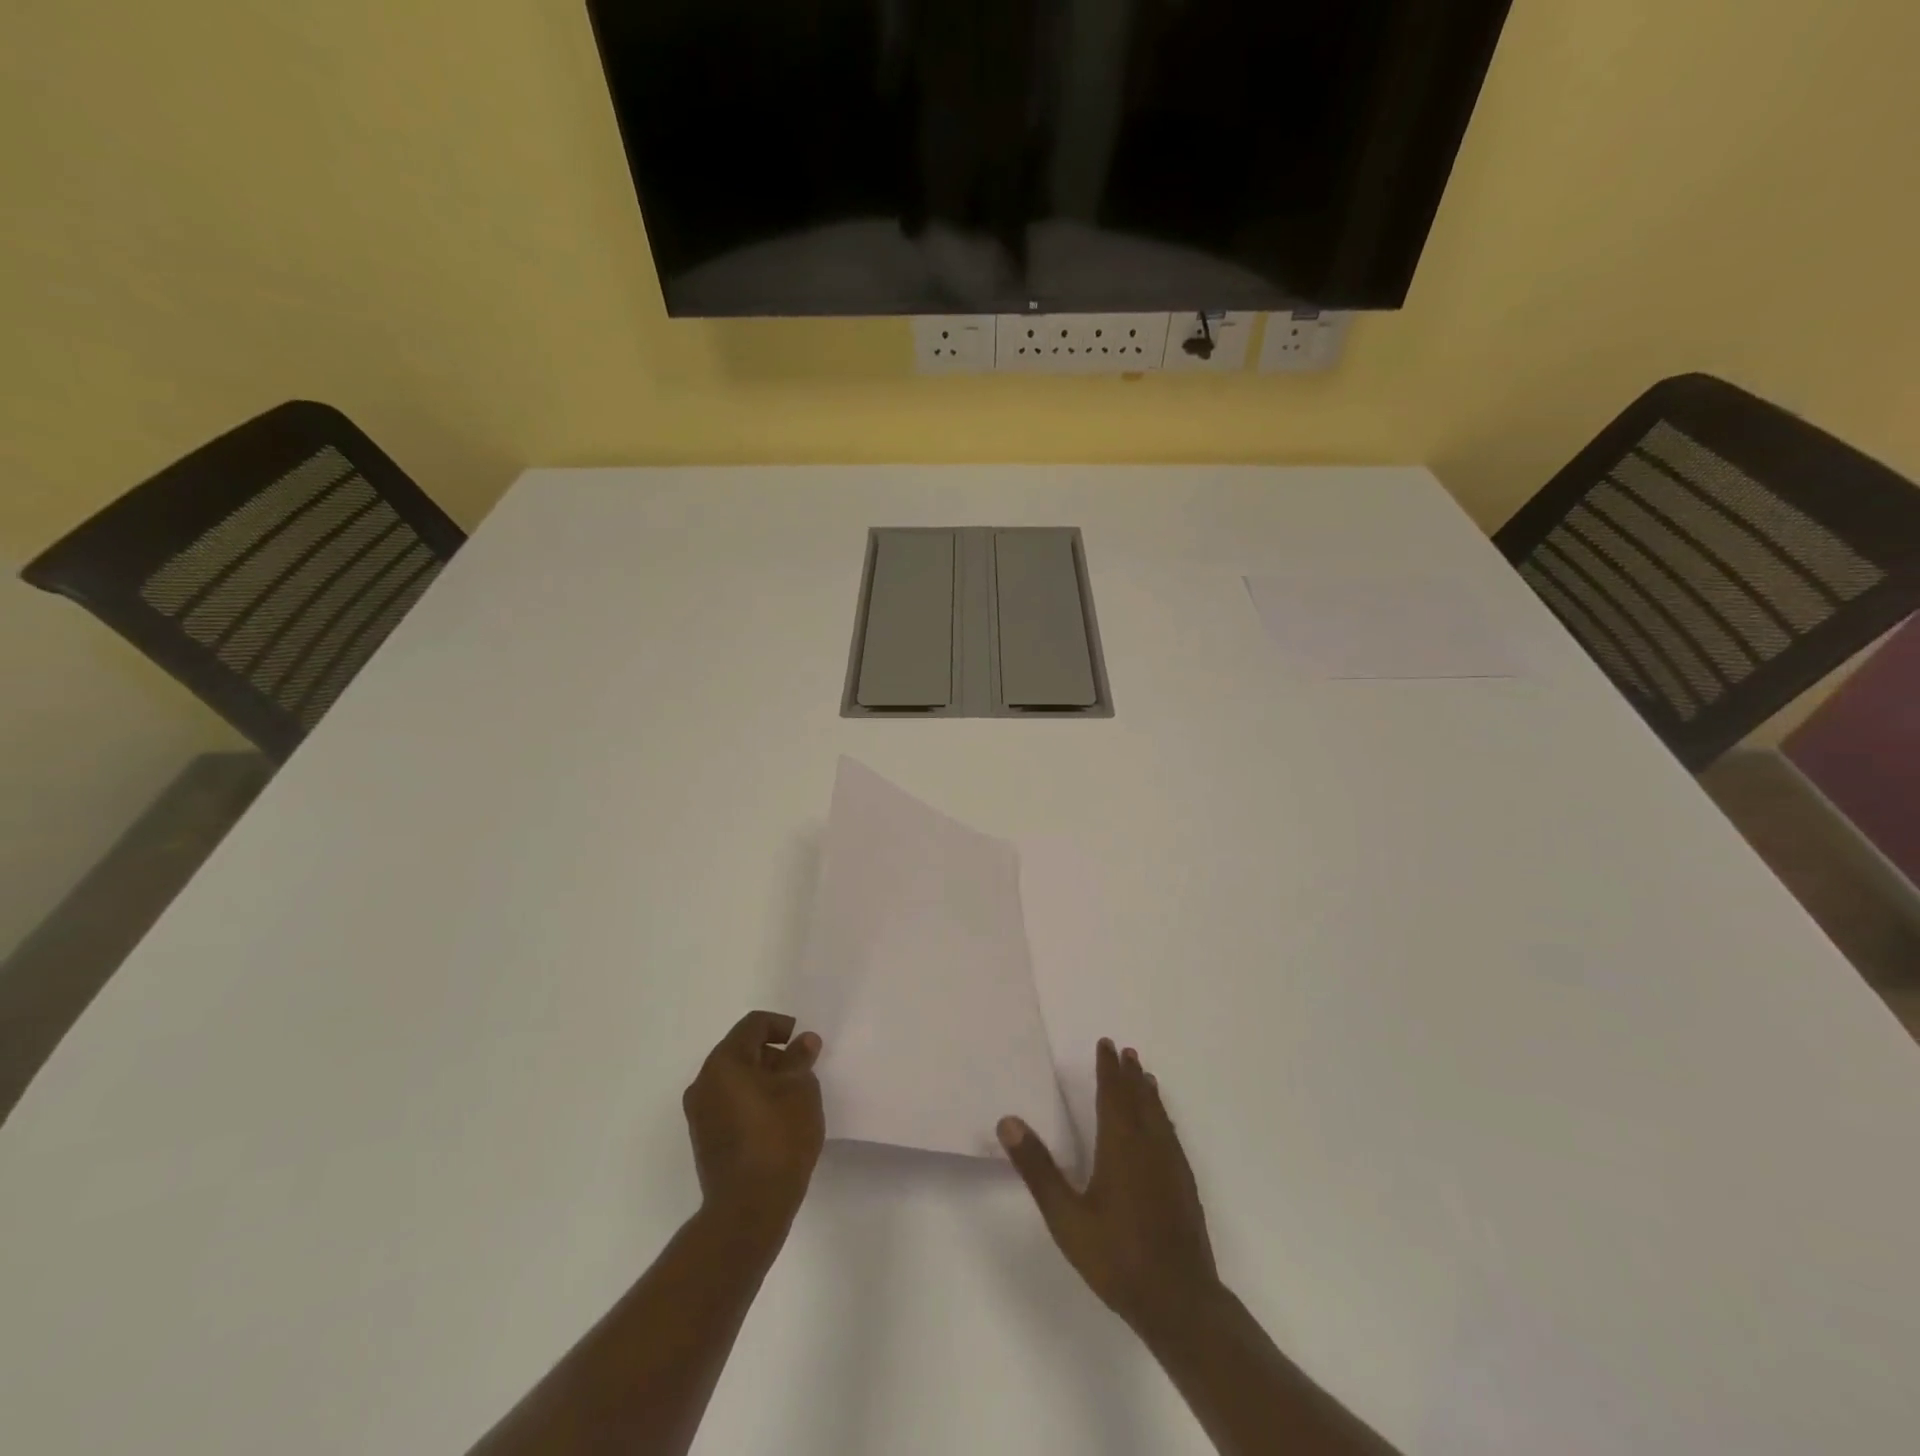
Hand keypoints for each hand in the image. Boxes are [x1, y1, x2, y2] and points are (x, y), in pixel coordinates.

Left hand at [683, 1011, 824, 1233]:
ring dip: (762, 1080)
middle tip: (801, 1072)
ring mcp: (700, 1114)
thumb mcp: (801, 1089)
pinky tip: (775, 1121)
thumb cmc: (779, 1136)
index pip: (754, 1025)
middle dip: (773, 1055)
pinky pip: (729, 1104)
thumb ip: (800, 1059)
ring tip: (792, 1098)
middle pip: (741, 1051)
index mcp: (724, 1062)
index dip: (782, 1026)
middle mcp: (704, 1082)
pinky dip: (751, 1101)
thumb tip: (803, 1041)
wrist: (749, 1207)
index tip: (804, 1045)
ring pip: (734, 1079)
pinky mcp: (704, 1140)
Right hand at [1000, 1039, 1218, 1334]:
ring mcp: (1172, 1166)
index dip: (1108, 1069)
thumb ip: (1038, 1169)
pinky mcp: (1185, 1186)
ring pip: (1159, 1117)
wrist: (1179, 1300)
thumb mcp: (1066, 1216)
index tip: (1106, 1044)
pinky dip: (1163, 1118)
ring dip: (1149, 1093)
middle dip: (1130, 1075)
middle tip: (1126, 1051)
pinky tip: (1163, 1128)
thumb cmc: (1117, 1257)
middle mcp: (1149, 1146)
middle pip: (1140, 1100)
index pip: (1113, 1095)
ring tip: (1146, 1077)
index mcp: (1121, 1146)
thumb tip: (1008, 1121)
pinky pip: (1171, 1136)